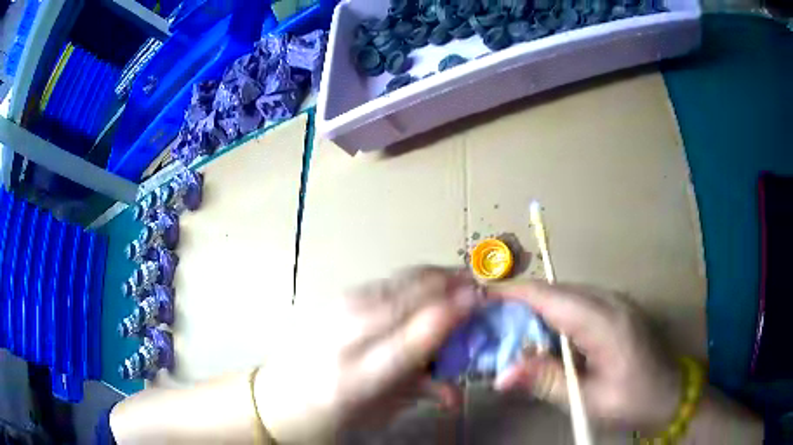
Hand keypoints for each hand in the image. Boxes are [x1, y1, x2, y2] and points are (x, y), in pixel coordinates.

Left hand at [254, 267, 480, 443]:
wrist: (274, 398)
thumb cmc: (326, 416)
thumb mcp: (376, 415)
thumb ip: (418, 394)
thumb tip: (456, 391)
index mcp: (355, 380)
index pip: (412, 339)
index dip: (451, 314)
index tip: (480, 301)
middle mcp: (343, 339)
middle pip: (405, 299)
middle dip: (448, 284)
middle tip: (477, 285)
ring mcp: (334, 313)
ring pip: (395, 283)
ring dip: (432, 277)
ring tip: (458, 279)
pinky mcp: (332, 301)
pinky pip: (382, 283)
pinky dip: (411, 279)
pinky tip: (426, 284)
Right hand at [489, 281, 681, 431]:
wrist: (671, 394)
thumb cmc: (633, 401)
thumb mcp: (589, 400)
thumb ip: (547, 382)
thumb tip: (501, 375)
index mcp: (605, 321)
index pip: (551, 297)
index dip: (513, 293)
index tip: (479, 296)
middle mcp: (610, 301)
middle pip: (555, 291)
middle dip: (518, 302)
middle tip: (486, 322)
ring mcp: (615, 302)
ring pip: (565, 295)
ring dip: (535, 309)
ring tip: (507, 331)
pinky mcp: (616, 309)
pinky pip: (577, 304)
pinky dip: (553, 315)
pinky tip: (542, 337)